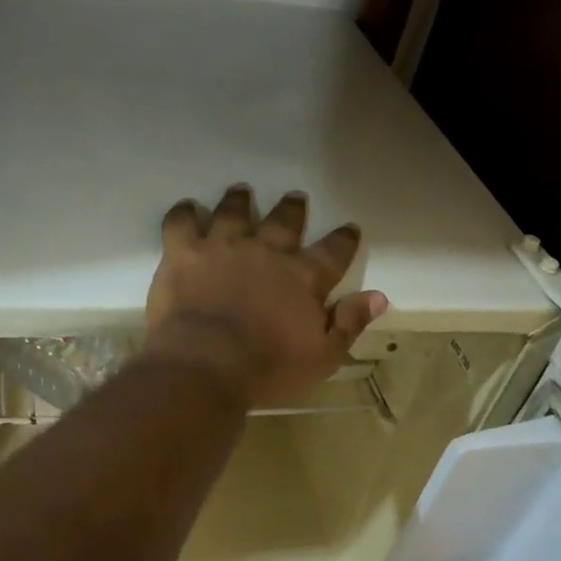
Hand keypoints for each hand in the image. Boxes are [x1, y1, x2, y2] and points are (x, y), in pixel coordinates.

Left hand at [143, 184, 388, 409]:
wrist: (205, 366)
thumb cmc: (268, 369)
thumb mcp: (322, 357)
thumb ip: (349, 323)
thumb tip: (379, 297)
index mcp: (303, 277)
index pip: (333, 251)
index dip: (343, 240)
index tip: (349, 229)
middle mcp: (265, 252)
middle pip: (283, 222)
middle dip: (292, 209)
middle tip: (296, 198)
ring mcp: (222, 247)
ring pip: (234, 212)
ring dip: (239, 201)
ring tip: (242, 191)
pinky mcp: (183, 253)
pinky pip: (182, 223)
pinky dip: (184, 213)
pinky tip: (187, 209)